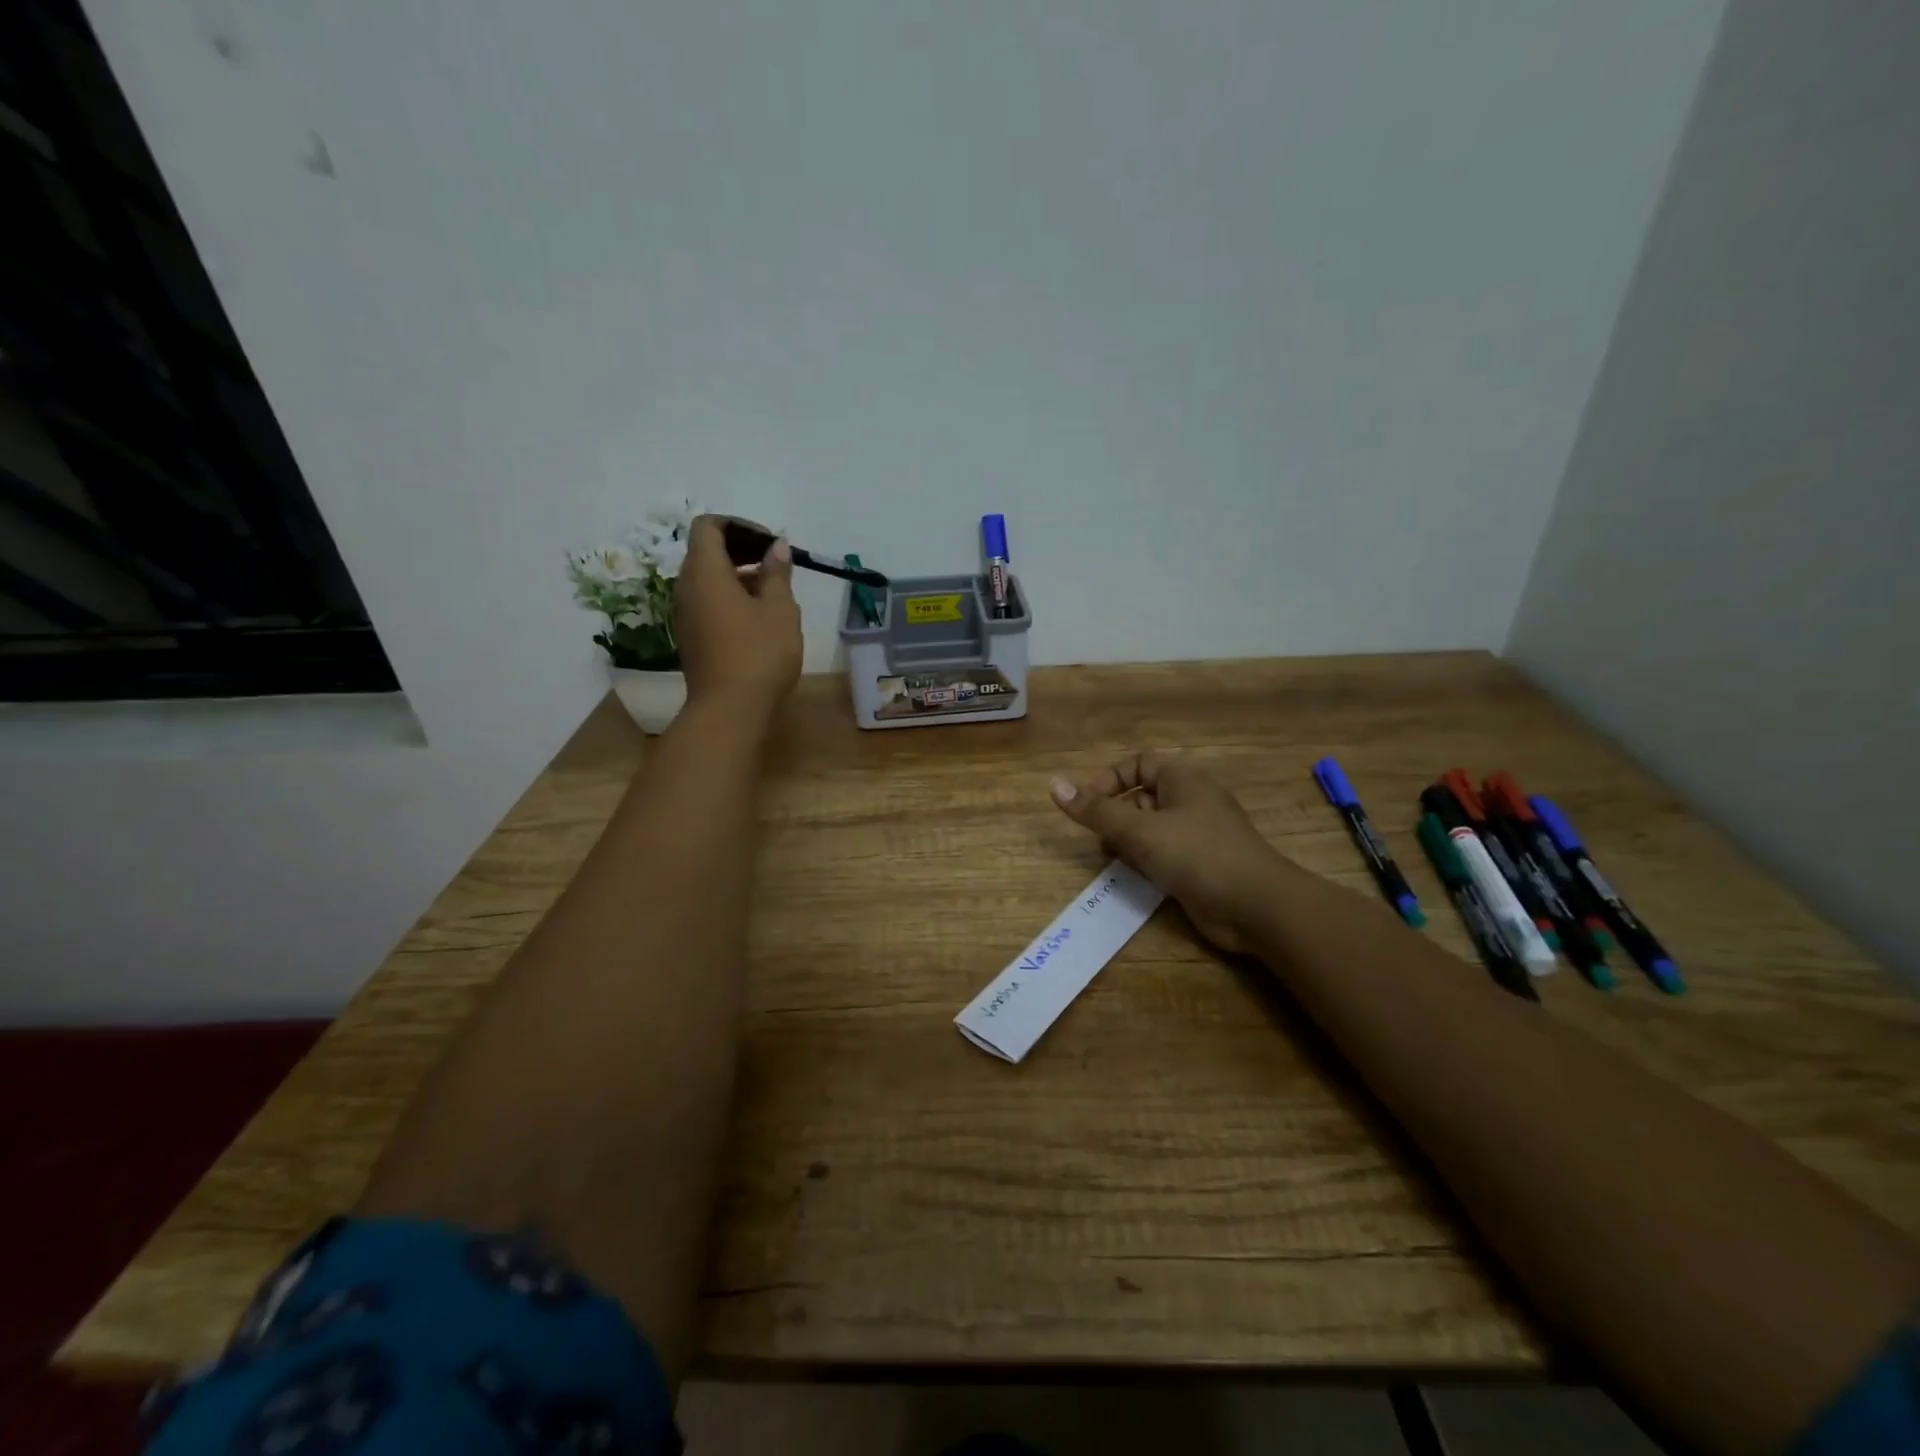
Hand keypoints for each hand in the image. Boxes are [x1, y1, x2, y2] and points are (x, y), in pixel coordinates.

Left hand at [675, 515, 801, 719]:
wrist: (729, 711)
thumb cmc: (759, 654)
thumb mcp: (780, 610)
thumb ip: (777, 573)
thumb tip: (776, 547)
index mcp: (705, 572)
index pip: (708, 526)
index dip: (738, 526)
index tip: (769, 543)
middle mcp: (686, 588)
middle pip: (706, 552)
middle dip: (741, 550)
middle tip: (776, 565)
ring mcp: (686, 615)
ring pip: (708, 580)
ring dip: (738, 577)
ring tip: (774, 593)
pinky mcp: (692, 638)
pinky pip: (708, 603)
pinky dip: (731, 599)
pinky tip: (760, 619)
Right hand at [1050, 753, 1286, 952]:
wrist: (1256, 906)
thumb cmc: (1197, 854)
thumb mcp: (1139, 830)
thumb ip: (1096, 811)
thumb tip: (1054, 786)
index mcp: (1182, 779)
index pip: (1137, 764)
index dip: (1109, 780)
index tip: (1087, 806)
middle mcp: (1191, 801)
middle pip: (1141, 796)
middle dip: (1115, 816)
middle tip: (1101, 839)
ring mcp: (1198, 834)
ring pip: (1151, 828)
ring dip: (1128, 842)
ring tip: (1115, 859)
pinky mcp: (1201, 864)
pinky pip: (1164, 853)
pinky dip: (1146, 862)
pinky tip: (1136, 878)